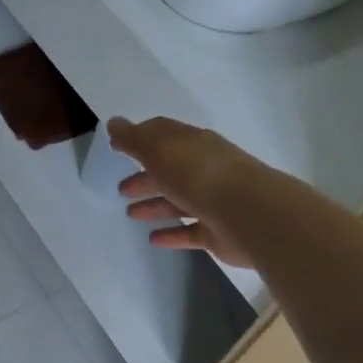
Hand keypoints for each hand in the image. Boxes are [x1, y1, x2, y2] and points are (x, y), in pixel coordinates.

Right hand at [107, 115, 259, 266]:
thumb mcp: (159, 150)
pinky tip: (153, 239)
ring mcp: (215, 201)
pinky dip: (172, 234)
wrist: (248, 213)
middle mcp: (206, 169)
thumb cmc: (198, 175)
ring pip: (179, 201)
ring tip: (131, 214)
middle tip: (121, 189)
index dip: (140, 138)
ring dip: (155, 205)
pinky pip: (190, 231)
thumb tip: (114, 123)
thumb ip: (134, 139)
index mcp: (194, 144)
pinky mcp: (218, 231)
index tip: (118, 147)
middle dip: (146, 177)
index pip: (164, 135)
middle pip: (171, 170)